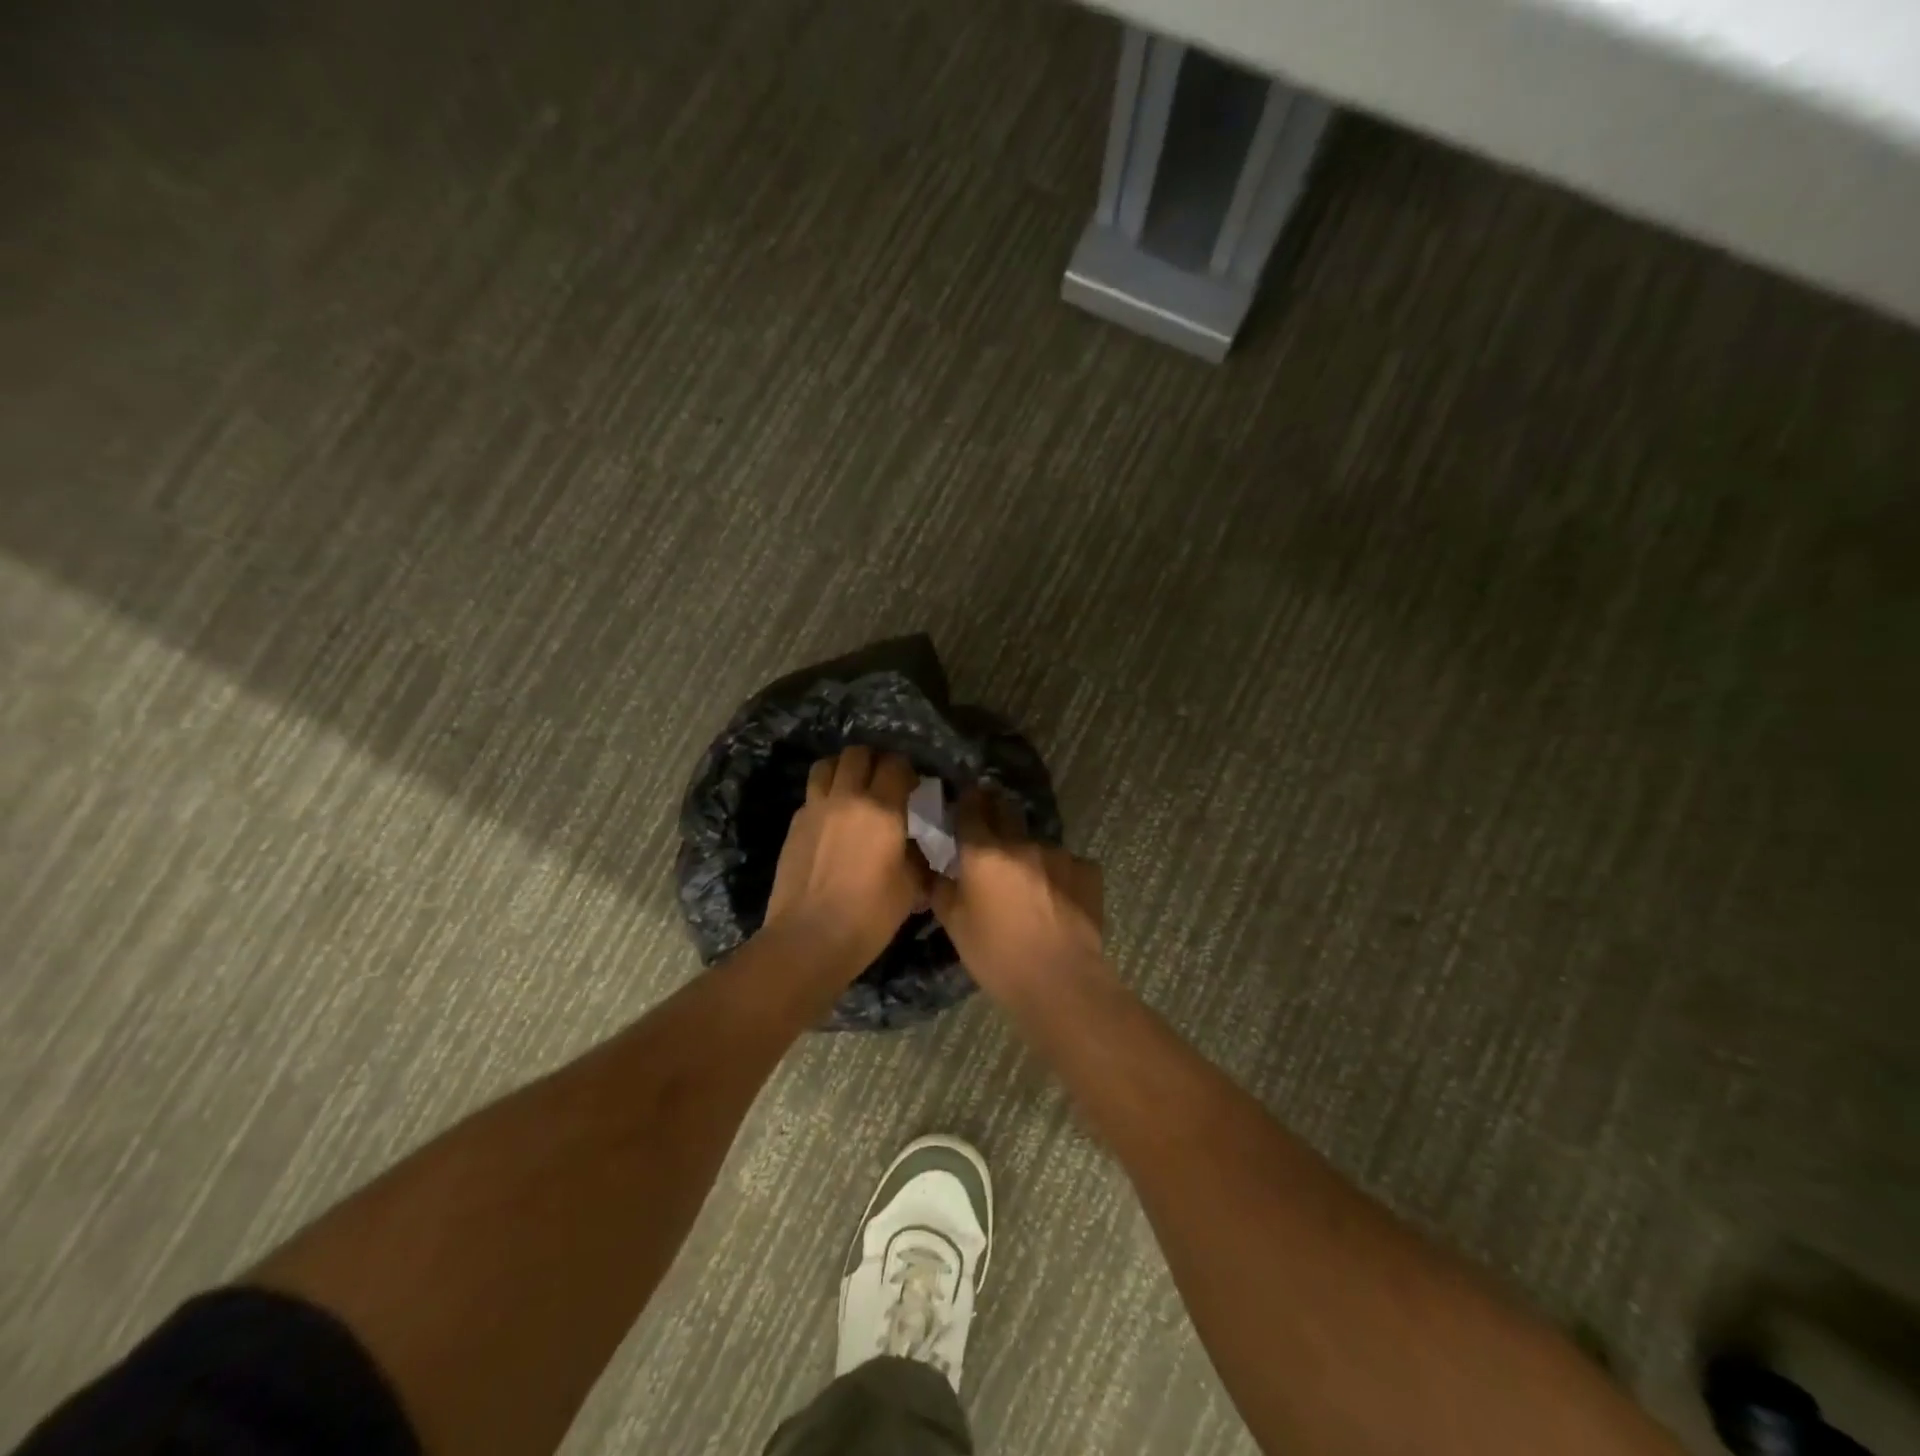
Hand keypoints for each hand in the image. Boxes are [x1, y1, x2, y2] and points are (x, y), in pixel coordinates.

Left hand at [765, 746, 926, 961]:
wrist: (809, 939)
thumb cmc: (869, 916)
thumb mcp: (910, 888)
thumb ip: (917, 857)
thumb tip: (917, 846)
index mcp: (882, 810)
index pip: (895, 765)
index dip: (907, 769)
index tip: (913, 786)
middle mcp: (846, 798)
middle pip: (858, 754)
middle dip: (874, 760)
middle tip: (883, 781)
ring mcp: (815, 809)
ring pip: (827, 765)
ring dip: (843, 769)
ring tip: (853, 788)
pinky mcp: (794, 825)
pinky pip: (811, 795)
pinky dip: (824, 796)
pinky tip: (833, 820)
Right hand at [932, 787, 1103, 993]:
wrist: (1061, 981)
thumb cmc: (997, 956)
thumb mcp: (955, 926)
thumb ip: (941, 889)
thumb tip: (935, 869)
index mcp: (983, 853)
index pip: (971, 808)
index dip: (966, 802)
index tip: (964, 803)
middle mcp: (1021, 843)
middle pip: (1006, 810)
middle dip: (996, 812)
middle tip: (991, 832)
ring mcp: (1059, 854)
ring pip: (1037, 842)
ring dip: (1028, 853)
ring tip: (1028, 882)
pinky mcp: (1087, 871)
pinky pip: (1067, 864)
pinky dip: (1058, 875)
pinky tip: (1057, 899)